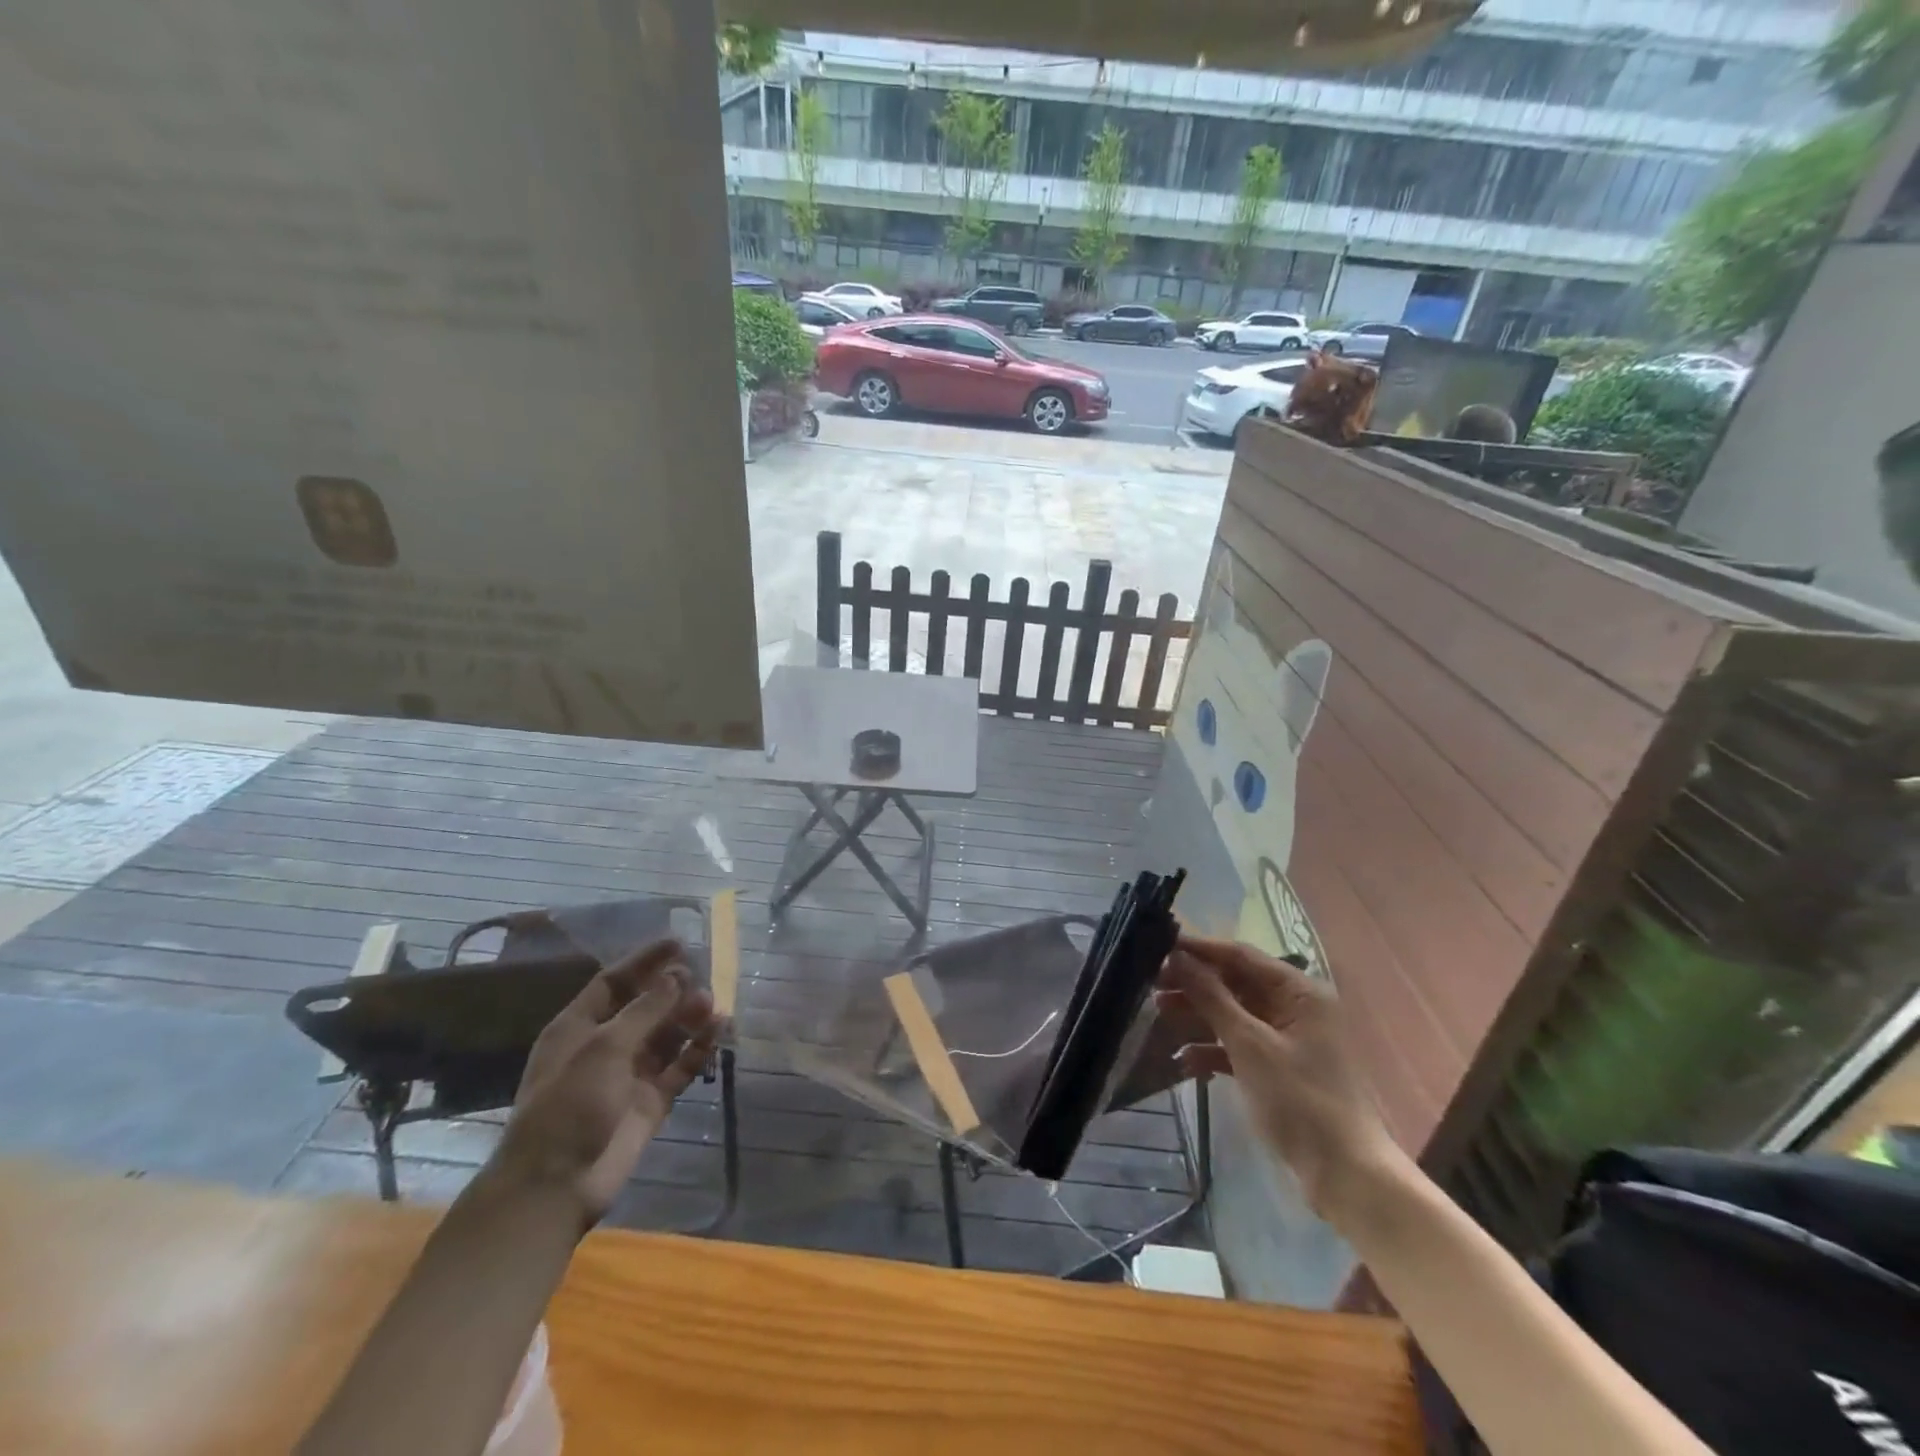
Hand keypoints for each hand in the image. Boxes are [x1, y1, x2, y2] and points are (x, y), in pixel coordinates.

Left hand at [493, 939, 719, 1226]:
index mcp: (579, 1027)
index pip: (614, 982)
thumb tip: (676, 975)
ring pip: (667, 1035)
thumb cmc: (568, 1105)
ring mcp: (629, 1074)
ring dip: (690, 1018)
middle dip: (673, 991)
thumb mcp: (604, 1048)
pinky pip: (680, 1066)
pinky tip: (719, 1033)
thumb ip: (645, 1009)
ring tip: (713, 1006)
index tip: (679, 943)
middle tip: (702, 979)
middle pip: (645, 1007)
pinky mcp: (651, 1101)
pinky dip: (699, 1049)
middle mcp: (605, 1045)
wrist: (555, 1185)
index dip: (645, 961)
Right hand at [1156, 932, 1394, 1218]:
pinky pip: (1238, 1045)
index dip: (1198, 949)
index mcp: (1298, 992)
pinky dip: (1212, 1049)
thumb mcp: (1250, 1045)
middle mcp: (1294, 1008)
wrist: (1345, 1177)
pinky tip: (1184, 1061)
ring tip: (1158, 1014)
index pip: (1240, 955)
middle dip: (1193, 983)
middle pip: (1234, 983)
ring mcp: (1286, 1039)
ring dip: (1198, 1015)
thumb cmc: (1300, 1101)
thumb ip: (1211, 997)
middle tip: (1150, 983)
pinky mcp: (1277, 1068)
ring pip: (1233, 1014)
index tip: (1157, 945)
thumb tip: (1177, 956)